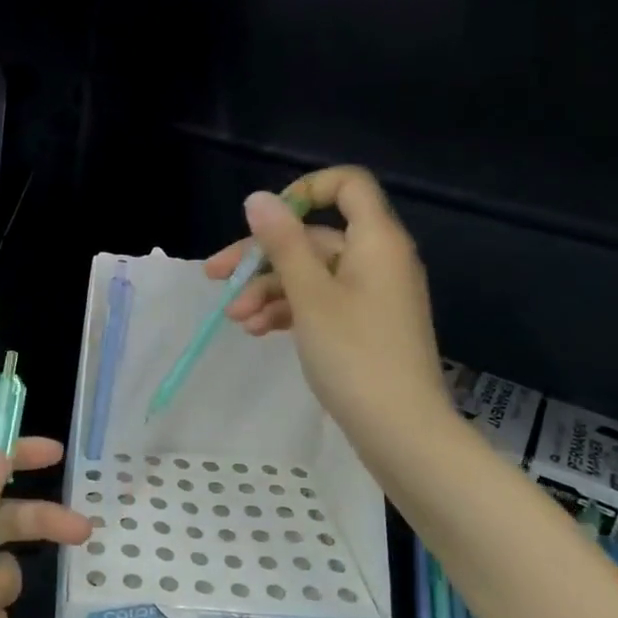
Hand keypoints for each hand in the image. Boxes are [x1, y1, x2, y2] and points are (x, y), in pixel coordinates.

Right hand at [204, 166, 453, 459]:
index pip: (347, 185)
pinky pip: (321, 302)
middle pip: (314, 237)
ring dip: (269, 290)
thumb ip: (283, 243)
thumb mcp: (310, 295)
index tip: (265, 222)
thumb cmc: (355, 355)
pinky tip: (257, 331)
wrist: (401, 432)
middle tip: (216, 277)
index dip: (304, 191)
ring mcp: (371, 295)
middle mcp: (377, 260)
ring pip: (311, 274)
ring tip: (236, 319)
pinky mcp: (363, 326)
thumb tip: (258, 198)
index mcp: (376, 240)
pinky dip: (289, 311)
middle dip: (262, 256)